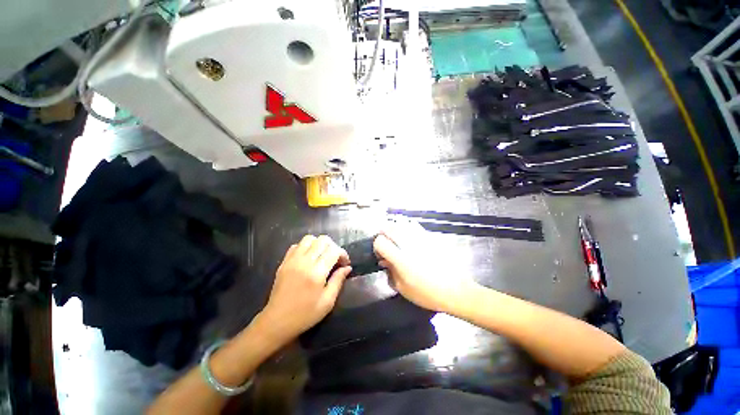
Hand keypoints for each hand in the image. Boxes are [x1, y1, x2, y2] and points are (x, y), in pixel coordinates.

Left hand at [260, 235, 350, 343]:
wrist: (277, 322)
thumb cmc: (305, 315)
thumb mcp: (327, 302)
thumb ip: (338, 281)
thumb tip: (347, 267)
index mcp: (317, 273)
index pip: (334, 250)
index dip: (343, 254)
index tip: (344, 263)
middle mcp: (304, 262)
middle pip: (323, 240)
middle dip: (333, 247)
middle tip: (335, 259)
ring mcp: (292, 260)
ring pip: (309, 239)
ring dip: (319, 244)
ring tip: (322, 256)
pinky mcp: (284, 262)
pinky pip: (297, 245)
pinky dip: (306, 247)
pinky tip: (308, 258)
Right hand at [373, 219, 474, 312]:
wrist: (456, 290)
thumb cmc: (428, 294)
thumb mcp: (403, 289)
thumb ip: (390, 272)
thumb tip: (384, 261)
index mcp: (401, 259)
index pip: (380, 242)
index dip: (377, 246)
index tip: (380, 254)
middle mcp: (409, 245)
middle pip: (389, 228)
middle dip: (383, 234)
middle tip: (386, 244)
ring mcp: (421, 238)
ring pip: (401, 223)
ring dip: (394, 229)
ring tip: (396, 239)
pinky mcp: (430, 237)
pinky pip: (414, 225)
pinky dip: (406, 228)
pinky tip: (409, 237)